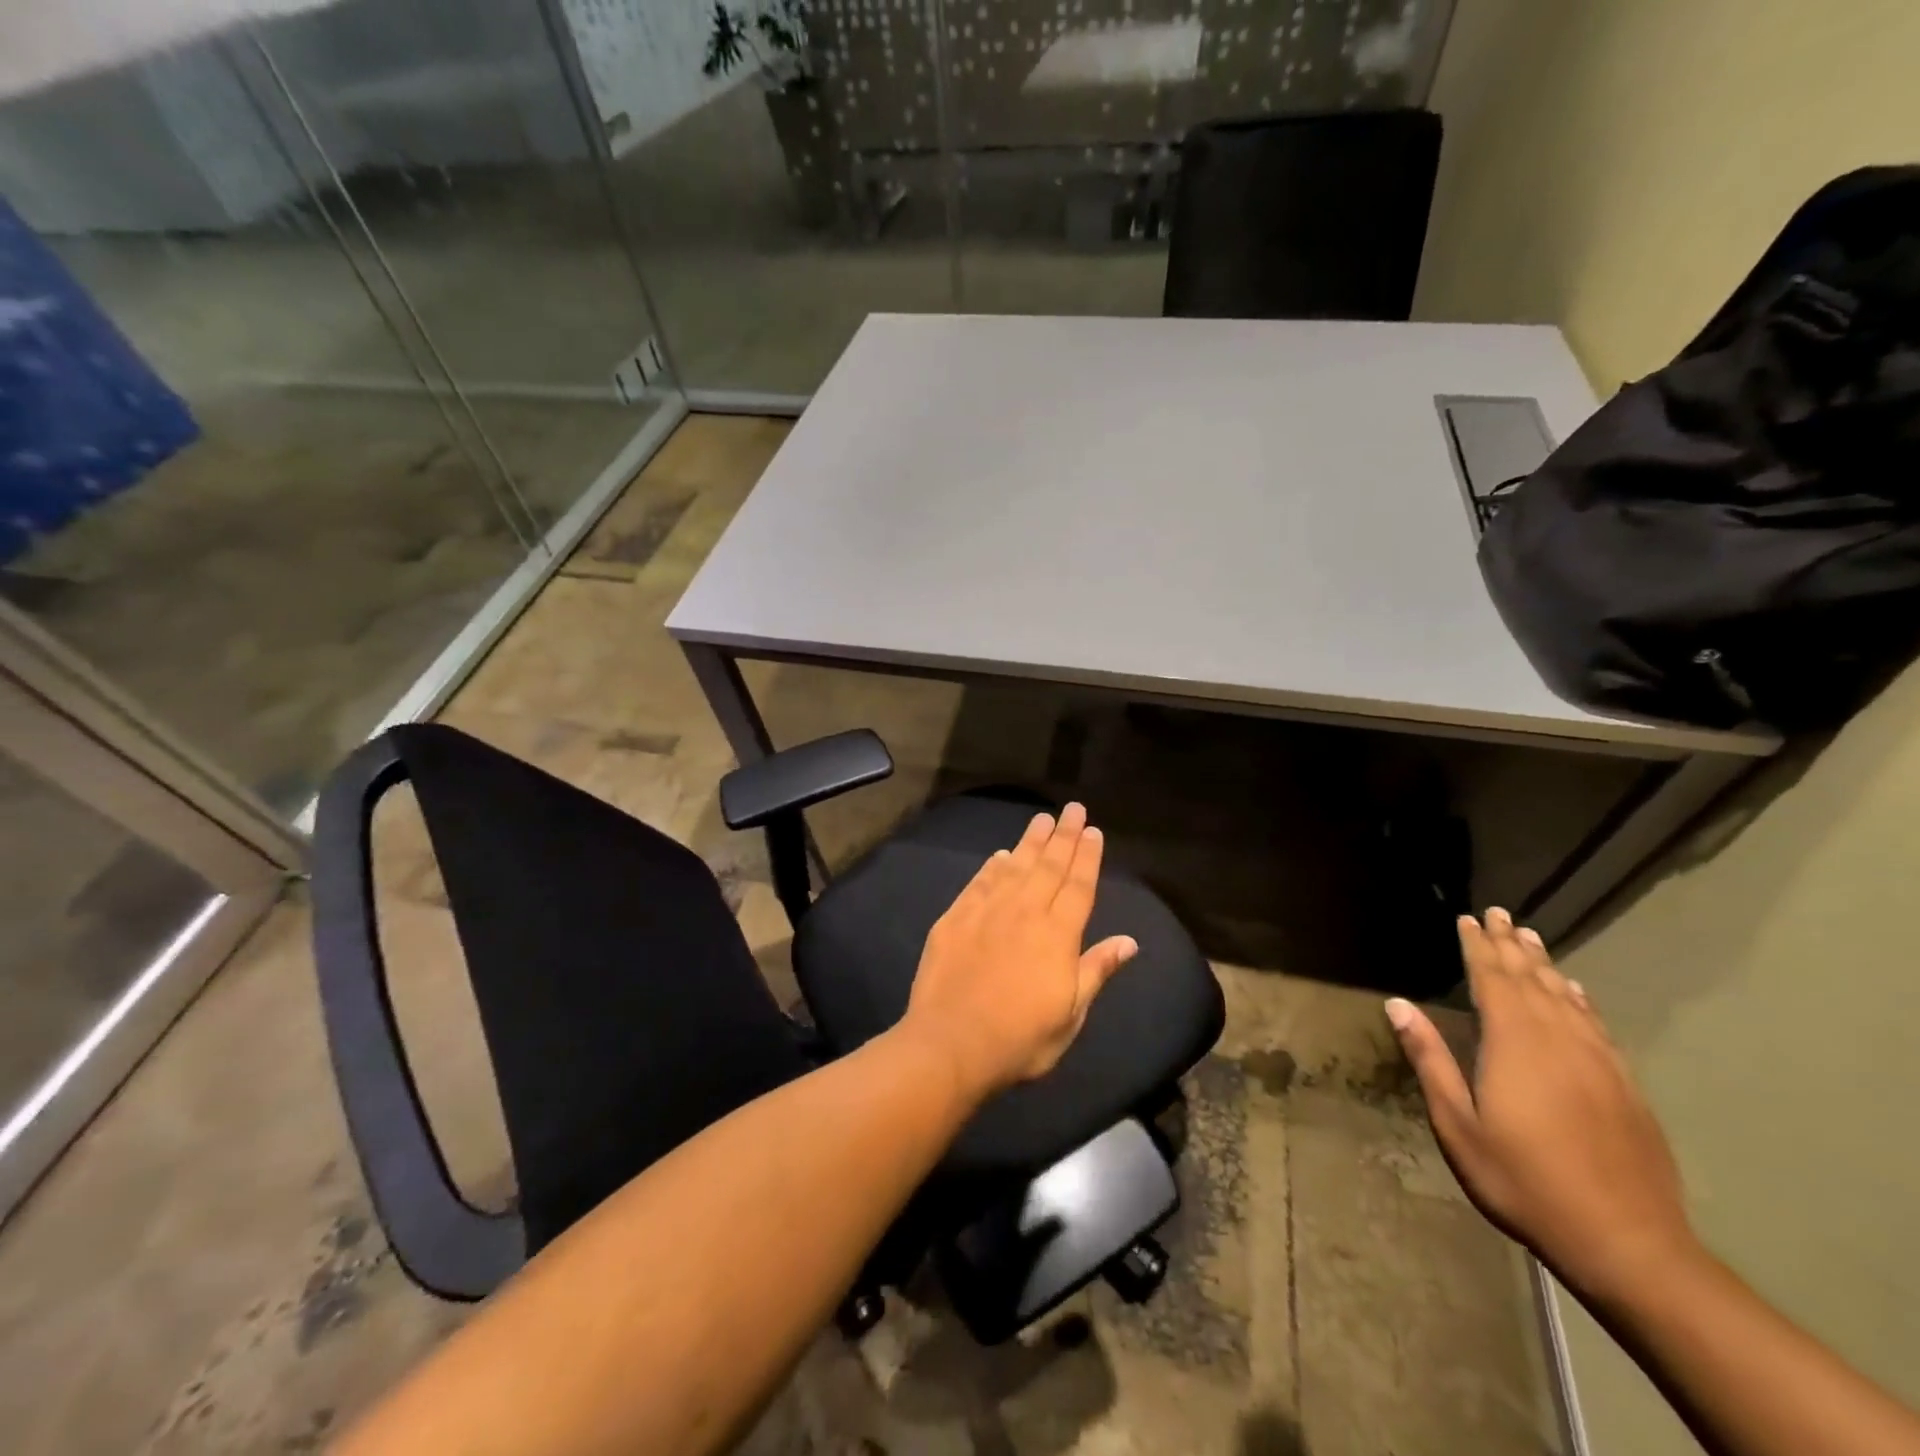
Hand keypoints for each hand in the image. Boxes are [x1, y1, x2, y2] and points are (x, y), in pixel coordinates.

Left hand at [900, 802, 1138, 1101]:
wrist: (950, 1044)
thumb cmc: (1020, 1039)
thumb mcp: (1070, 1015)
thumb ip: (1096, 970)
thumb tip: (1129, 941)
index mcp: (1057, 935)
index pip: (1078, 886)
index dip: (1087, 857)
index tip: (1093, 831)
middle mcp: (1024, 912)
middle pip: (1049, 866)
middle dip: (1063, 835)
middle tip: (1072, 809)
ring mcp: (987, 911)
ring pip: (1015, 866)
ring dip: (1030, 842)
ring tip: (1041, 819)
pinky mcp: (955, 918)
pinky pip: (979, 882)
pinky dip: (992, 866)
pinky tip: (1000, 855)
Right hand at [1385, 908, 1699, 1301]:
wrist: (1628, 1243)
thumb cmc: (1523, 1181)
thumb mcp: (1458, 1124)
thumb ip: (1430, 1059)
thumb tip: (1398, 1004)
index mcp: (1514, 1044)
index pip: (1493, 980)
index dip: (1479, 947)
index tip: (1469, 919)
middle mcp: (1559, 1040)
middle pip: (1531, 980)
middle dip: (1512, 946)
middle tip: (1501, 914)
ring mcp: (1598, 1062)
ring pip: (1566, 997)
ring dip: (1545, 965)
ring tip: (1531, 938)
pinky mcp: (1625, 1085)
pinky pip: (1596, 1025)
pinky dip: (1580, 1000)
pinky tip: (1575, 992)